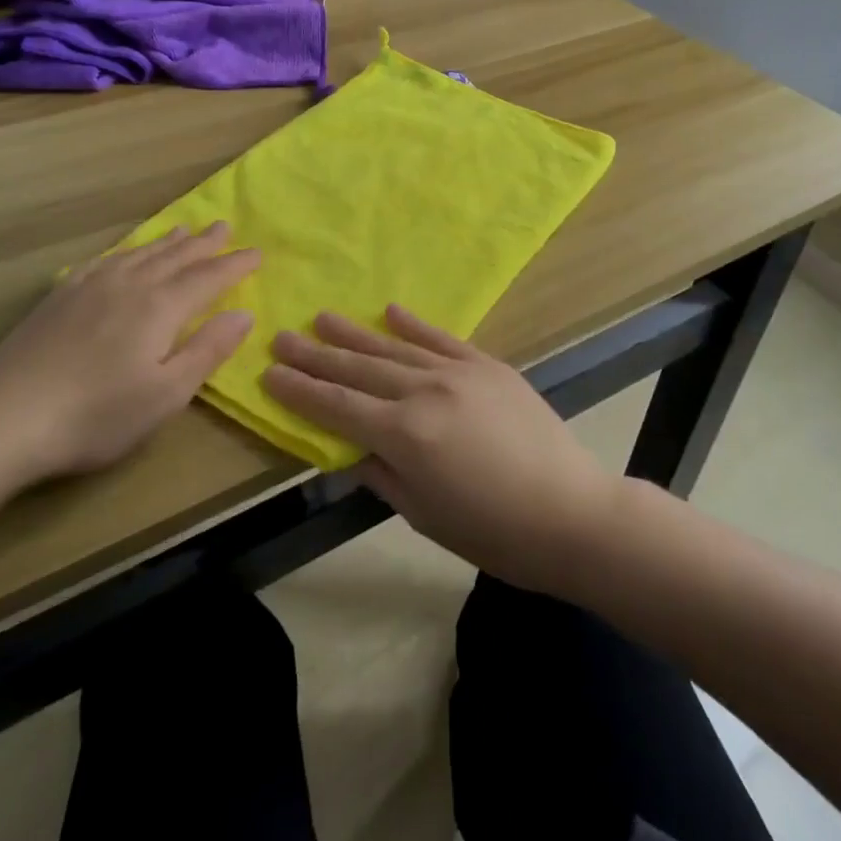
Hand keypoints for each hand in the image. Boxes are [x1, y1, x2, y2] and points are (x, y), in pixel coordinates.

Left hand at [0, 223, 257, 483]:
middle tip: (224, 227)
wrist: (3, 419)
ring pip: (139, 254)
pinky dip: (125, 251)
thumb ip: (208, 350)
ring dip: (167, 242)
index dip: (234, 266)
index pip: (208, 278)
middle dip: (204, 244)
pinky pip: (103, 261)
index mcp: (160, 307)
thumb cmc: (96, 415)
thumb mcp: (166, 394)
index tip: (257, 253)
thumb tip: (244, 314)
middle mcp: (129, 285)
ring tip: (184, 229)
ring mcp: (90, 287)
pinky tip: (124, 254)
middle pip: (175, 257)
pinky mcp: (59, 298)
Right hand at [264, 307, 619, 592]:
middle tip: (282, 337)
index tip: (269, 374)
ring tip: (322, 317)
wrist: (571, 512)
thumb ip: (382, 474)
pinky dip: (414, 323)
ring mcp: (458, 372)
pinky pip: (441, 338)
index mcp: (405, 435)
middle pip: (358, 370)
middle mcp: (424, 391)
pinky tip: (389, 309)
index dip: (300, 391)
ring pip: (394, 347)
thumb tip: (351, 449)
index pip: (337, 407)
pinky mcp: (487, 364)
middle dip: (316, 355)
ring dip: (354, 334)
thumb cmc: (494, 531)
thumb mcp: (424, 515)